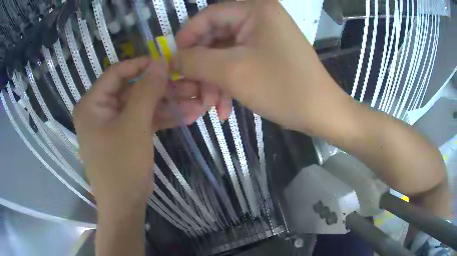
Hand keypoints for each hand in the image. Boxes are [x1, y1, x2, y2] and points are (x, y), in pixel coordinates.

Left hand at [73, 56, 222, 212]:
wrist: (125, 206)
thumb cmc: (121, 166)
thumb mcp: (134, 125)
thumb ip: (146, 90)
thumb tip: (160, 61)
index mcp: (92, 104)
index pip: (116, 73)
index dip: (141, 65)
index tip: (166, 62)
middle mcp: (100, 110)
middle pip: (133, 90)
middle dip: (162, 88)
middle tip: (189, 84)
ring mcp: (114, 123)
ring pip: (142, 105)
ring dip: (168, 104)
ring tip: (197, 101)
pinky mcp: (125, 135)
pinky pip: (144, 120)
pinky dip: (163, 119)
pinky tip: (187, 116)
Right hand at [175, 0, 352, 135]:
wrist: (321, 112)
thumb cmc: (282, 88)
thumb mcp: (232, 72)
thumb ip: (194, 61)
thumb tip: (170, 58)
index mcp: (254, 10)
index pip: (207, 16)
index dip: (186, 38)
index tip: (173, 63)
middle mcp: (260, 17)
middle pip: (216, 37)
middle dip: (202, 68)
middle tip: (193, 93)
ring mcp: (265, 36)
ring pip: (226, 53)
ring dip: (215, 80)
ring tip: (210, 107)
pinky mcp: (268, 53)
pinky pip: (240, 62)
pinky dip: (229, 83)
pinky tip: (225, 107)